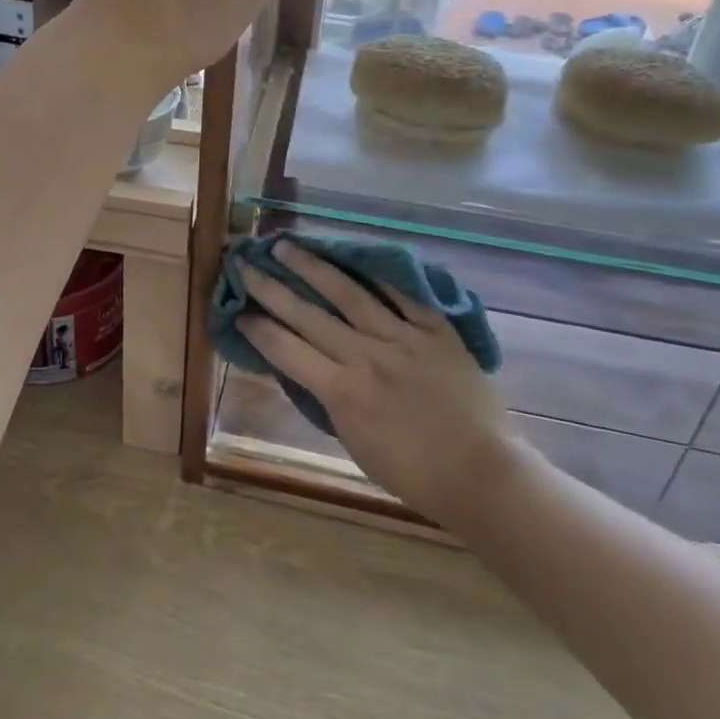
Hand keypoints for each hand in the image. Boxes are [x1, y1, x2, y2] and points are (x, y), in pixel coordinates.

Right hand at [237, 240, 522, 524]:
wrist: (481, 472)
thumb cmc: (413, 472)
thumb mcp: (354, 442)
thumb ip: (329, 400)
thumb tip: (307, 367)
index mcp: (342, 391)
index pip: (286, 349)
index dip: (258, 328)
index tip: (238, 311)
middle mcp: (366, 355)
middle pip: (308, 314)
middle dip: (270, 287)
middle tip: (246, 263)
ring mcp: (402, 337)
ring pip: (348, 292)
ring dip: (313, 267)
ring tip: (287, 246)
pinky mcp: (434, 328)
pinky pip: (400, 293)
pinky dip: (374, 274)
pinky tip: (353, 257)